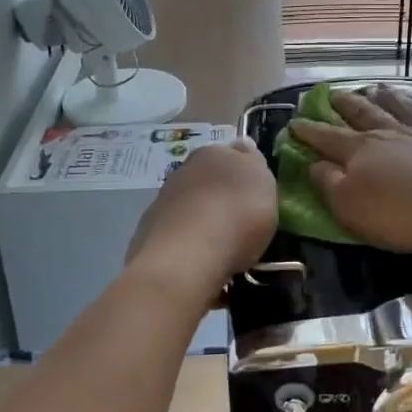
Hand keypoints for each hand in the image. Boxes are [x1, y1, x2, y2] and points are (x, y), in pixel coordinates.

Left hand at [127, 138, 275, 289]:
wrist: (187, 257)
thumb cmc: (237, 216)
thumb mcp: (264, 184)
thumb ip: (254, 163)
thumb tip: (243, 146)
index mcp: (213, 154)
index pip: (232, 154)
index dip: (243, 173)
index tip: (253, 195)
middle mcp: (183, 171)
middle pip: (207, 181)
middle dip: (220, 197)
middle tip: (238, 224)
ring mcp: (162, 202)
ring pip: (189, 208)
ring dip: (202, 222)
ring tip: (220, 251)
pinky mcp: (147, 233)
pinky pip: (176, 236)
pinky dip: (187, 246)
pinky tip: (200, 265)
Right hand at [288, 86, 411, 254]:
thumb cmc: (400, 214)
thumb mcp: (350, 207)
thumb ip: (328, 183)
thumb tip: (314, 163)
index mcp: (359, 150)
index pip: (327, 137)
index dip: (309, 131)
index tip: (294, 122)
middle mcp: (387, 133)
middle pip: (361, 113)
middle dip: (344, 104)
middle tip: (332, 94)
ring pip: (397, 107)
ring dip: (383, 97)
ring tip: (375, 88)